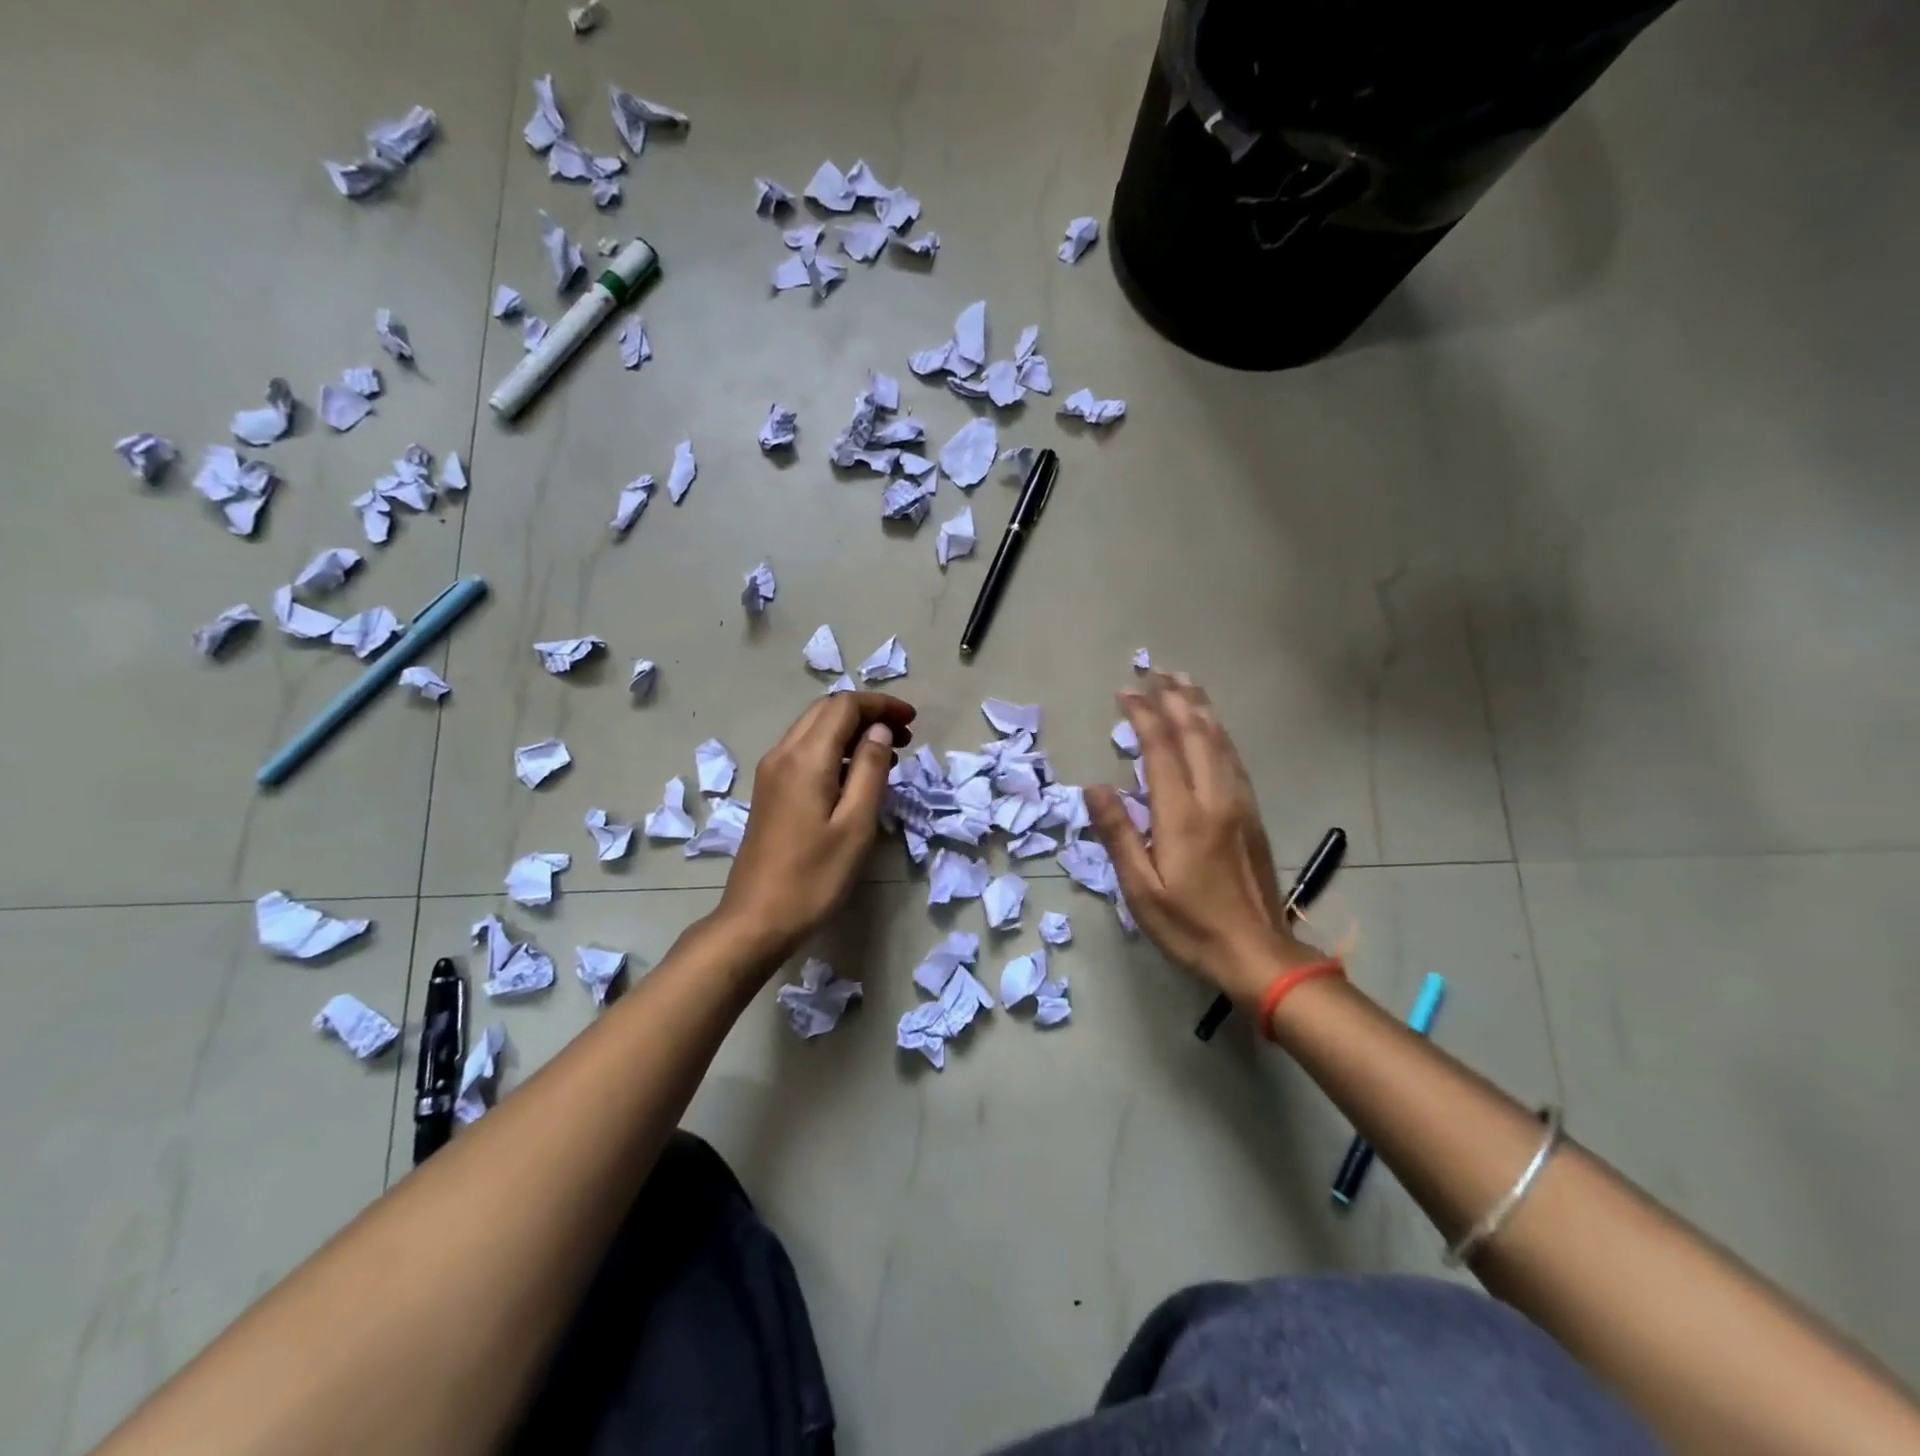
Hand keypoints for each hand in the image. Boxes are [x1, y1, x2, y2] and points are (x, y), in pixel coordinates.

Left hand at [713, 691, 916, 967]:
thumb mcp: (855, 825)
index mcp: (805, 758)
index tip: (912, 720)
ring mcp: (771, 771)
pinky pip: (804, 750)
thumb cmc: (814, 877)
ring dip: (851, 729)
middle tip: (904, 736)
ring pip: (813, 728)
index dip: (881, 705)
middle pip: (825, 710)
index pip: (844, 706)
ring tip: (888, 753)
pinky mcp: (769, 790)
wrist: (756, 919)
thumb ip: (870, 770)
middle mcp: (783, 754)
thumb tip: (878, 730)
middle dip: (867, 712)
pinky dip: (834, 747)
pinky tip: (855, 774)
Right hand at [1087, 673, 1318, 1005]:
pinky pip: (1234, 759)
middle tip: (1157, 671)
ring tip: (1185, 682)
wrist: (1258, 954)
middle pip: (1196, 734)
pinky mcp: (1252, 815)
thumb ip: (1118, 835)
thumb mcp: (1142, 890)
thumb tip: (1095, 787)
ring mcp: (1239, 804)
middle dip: (1174, 699)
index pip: (1161, 749)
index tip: (1125, 692)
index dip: (1142, 716)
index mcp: (1183, 815)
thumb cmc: (1191, 926)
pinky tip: (1212, 727)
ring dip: (1200, 708)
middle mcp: (1215, 798)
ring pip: (1220, 741)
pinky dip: (1219, 732)